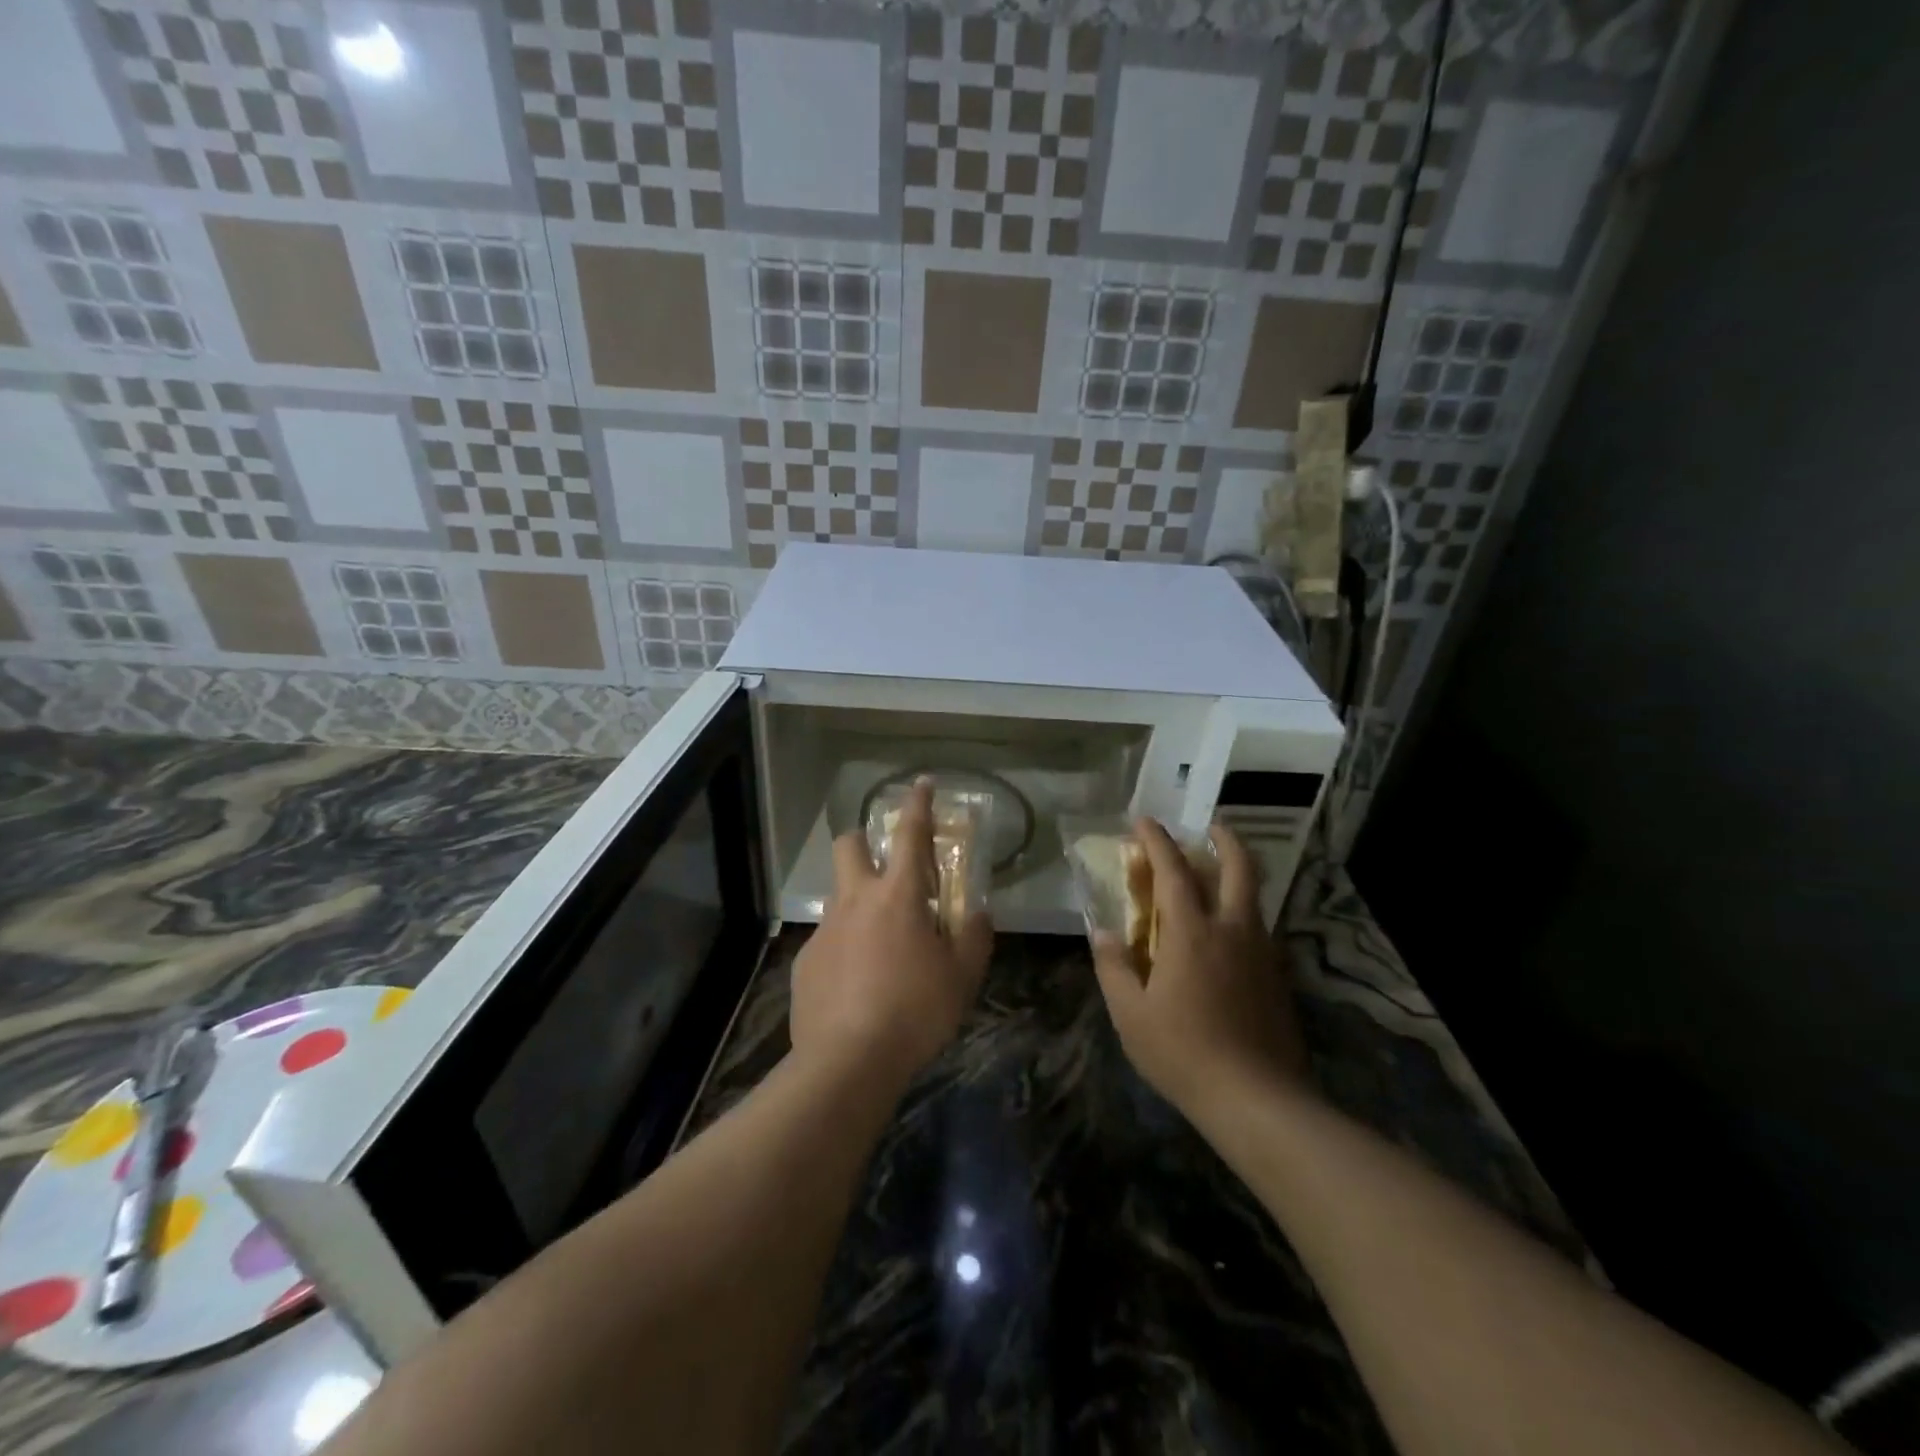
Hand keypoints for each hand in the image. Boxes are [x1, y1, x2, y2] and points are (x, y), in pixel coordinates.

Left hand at [789, 780, 991, 1091]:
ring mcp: (826, 930)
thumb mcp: (962, 976)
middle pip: (849, 845)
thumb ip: (974, 937)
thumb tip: (979, 913)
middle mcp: (856, 901)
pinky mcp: (806, 961)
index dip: (918, 804)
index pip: (911, 834)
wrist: (847, 1062)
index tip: (921, 783)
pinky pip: (827, 939)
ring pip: (838, 894)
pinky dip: (845, 946)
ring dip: (858, 901)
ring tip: (880, 943)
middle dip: (865, 841)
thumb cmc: (915, 1011)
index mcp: (899, 896)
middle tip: (886, 866)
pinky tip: (857, 983)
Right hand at [1090, 819, 1311, 1121]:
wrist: (1258, 1099)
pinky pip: (1258, 927)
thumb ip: (1114, 967)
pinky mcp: (1277, 977)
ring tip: (1215, 877)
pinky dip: (1242, 912)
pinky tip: (1227, 934)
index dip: (1156, 840)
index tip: (1143, 821)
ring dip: (1236, 874)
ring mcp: (1262, 952)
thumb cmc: (1184, 1052)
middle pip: (1239, 867)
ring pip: (1254, 896)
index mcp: (1192, 932)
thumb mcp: (1130, 1014)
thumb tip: (1104, 934)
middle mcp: (1232, 929)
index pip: (1173, 870)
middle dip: (1224, 838)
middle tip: (1209, 827)